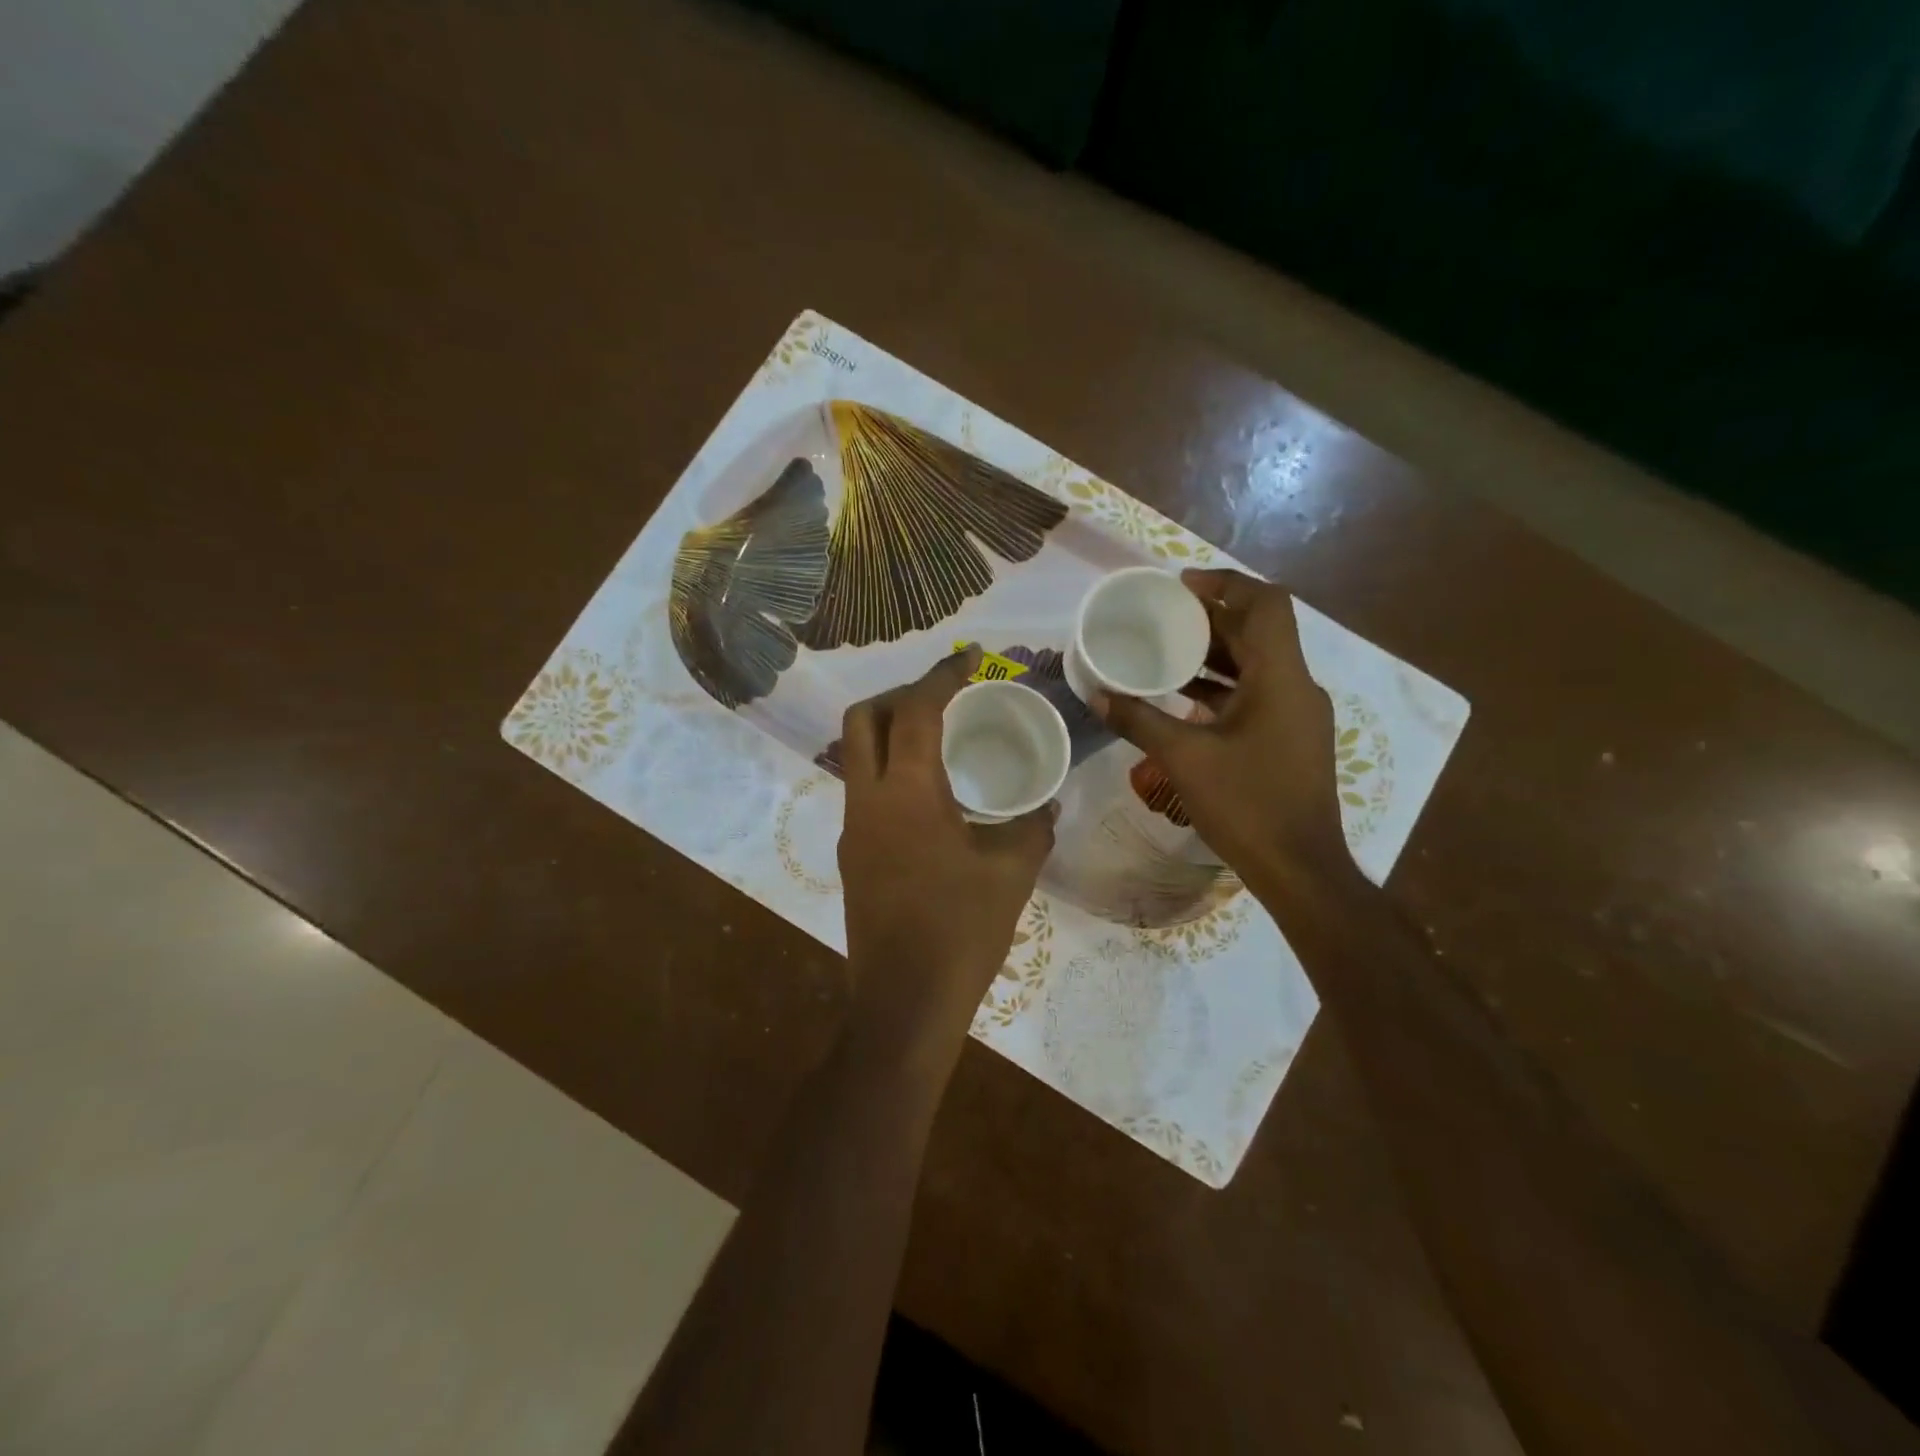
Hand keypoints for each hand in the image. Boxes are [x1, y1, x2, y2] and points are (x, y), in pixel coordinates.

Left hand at [837, 649, 1056, 1052]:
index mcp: (907, 793)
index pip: (915, 710)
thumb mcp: (1012, 872)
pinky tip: (930, 795)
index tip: (969, 659)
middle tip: (943, 697)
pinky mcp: (852, 855)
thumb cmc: (961, 932)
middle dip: (899, 694)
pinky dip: (891, 771)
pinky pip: (864, 791)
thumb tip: (1045, 803)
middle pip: (861, 719)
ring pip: (856, 755)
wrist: (904, 1004)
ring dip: (890, 732)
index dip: (942, 676)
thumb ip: (1032, 826)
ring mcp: (852, 829)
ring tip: (939, 739)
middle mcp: (867, 800)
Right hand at [1093, 569, 1354, 903]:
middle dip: (1211, 619)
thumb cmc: (1246, 804)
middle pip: (1258, 631)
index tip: (1181, 586)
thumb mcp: (1184, 758)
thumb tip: (1097, 694)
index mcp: (1280, 677)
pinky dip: (1222, 687)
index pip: (1267, 603)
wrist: (1300, 869)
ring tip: (1165, 652)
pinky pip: (1257, 694)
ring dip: (1215, 654)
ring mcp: (1298, 715)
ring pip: (1257, 665)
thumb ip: (1138, 720)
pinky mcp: (1291, 739)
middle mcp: (1297, 686)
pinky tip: (1183, 700)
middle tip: (1162, 617)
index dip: (1225, 583)